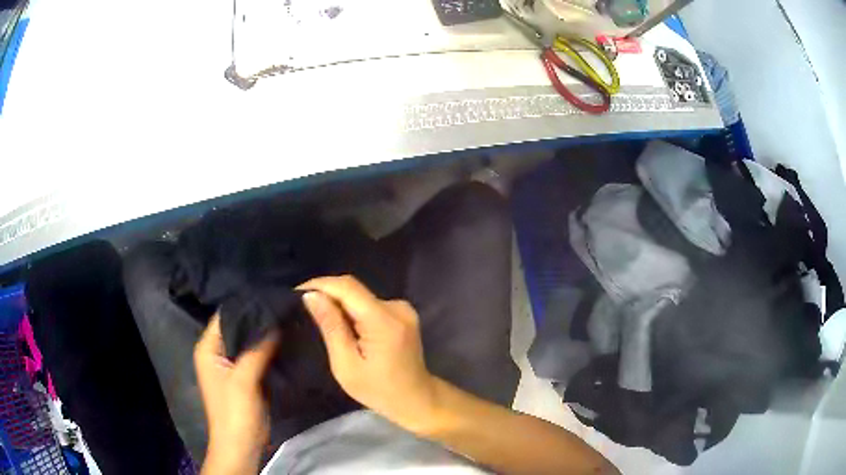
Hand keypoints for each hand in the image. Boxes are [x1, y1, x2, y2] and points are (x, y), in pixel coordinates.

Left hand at [194, 315, 278, 474]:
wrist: (241, 446)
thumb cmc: (235, 413)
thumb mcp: (244, 380)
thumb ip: (257, 349)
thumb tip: (274, 321)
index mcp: (207, 349)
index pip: (225, 317)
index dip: (246, 306)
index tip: (271, 297)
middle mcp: (216, 353)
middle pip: (237, 328)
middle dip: (257, 319)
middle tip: (283, 307)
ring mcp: (230, 365)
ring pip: (247, 342)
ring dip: (263, 334)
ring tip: (286, 319)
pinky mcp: (243, 377)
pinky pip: (255, 356)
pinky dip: (267, 349)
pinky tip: (284, 341)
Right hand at [297, 275, 436, 431]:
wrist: (416, 400)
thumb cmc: (379, 390)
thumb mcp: (346, 365)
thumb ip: (331, 327)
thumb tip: (310, 296)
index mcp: (384, 321)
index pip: (348, 287)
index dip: (320, 284)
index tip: (295, 293)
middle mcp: (397, 307)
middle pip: (354, 290)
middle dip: (327, 295)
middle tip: (303, 310)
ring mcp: (403, 309)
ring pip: (361, 296)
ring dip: (340, 304)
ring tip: (320, 319)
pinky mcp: (403, 313)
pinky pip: (370, 304)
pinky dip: (354, 311)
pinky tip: (344, 327)